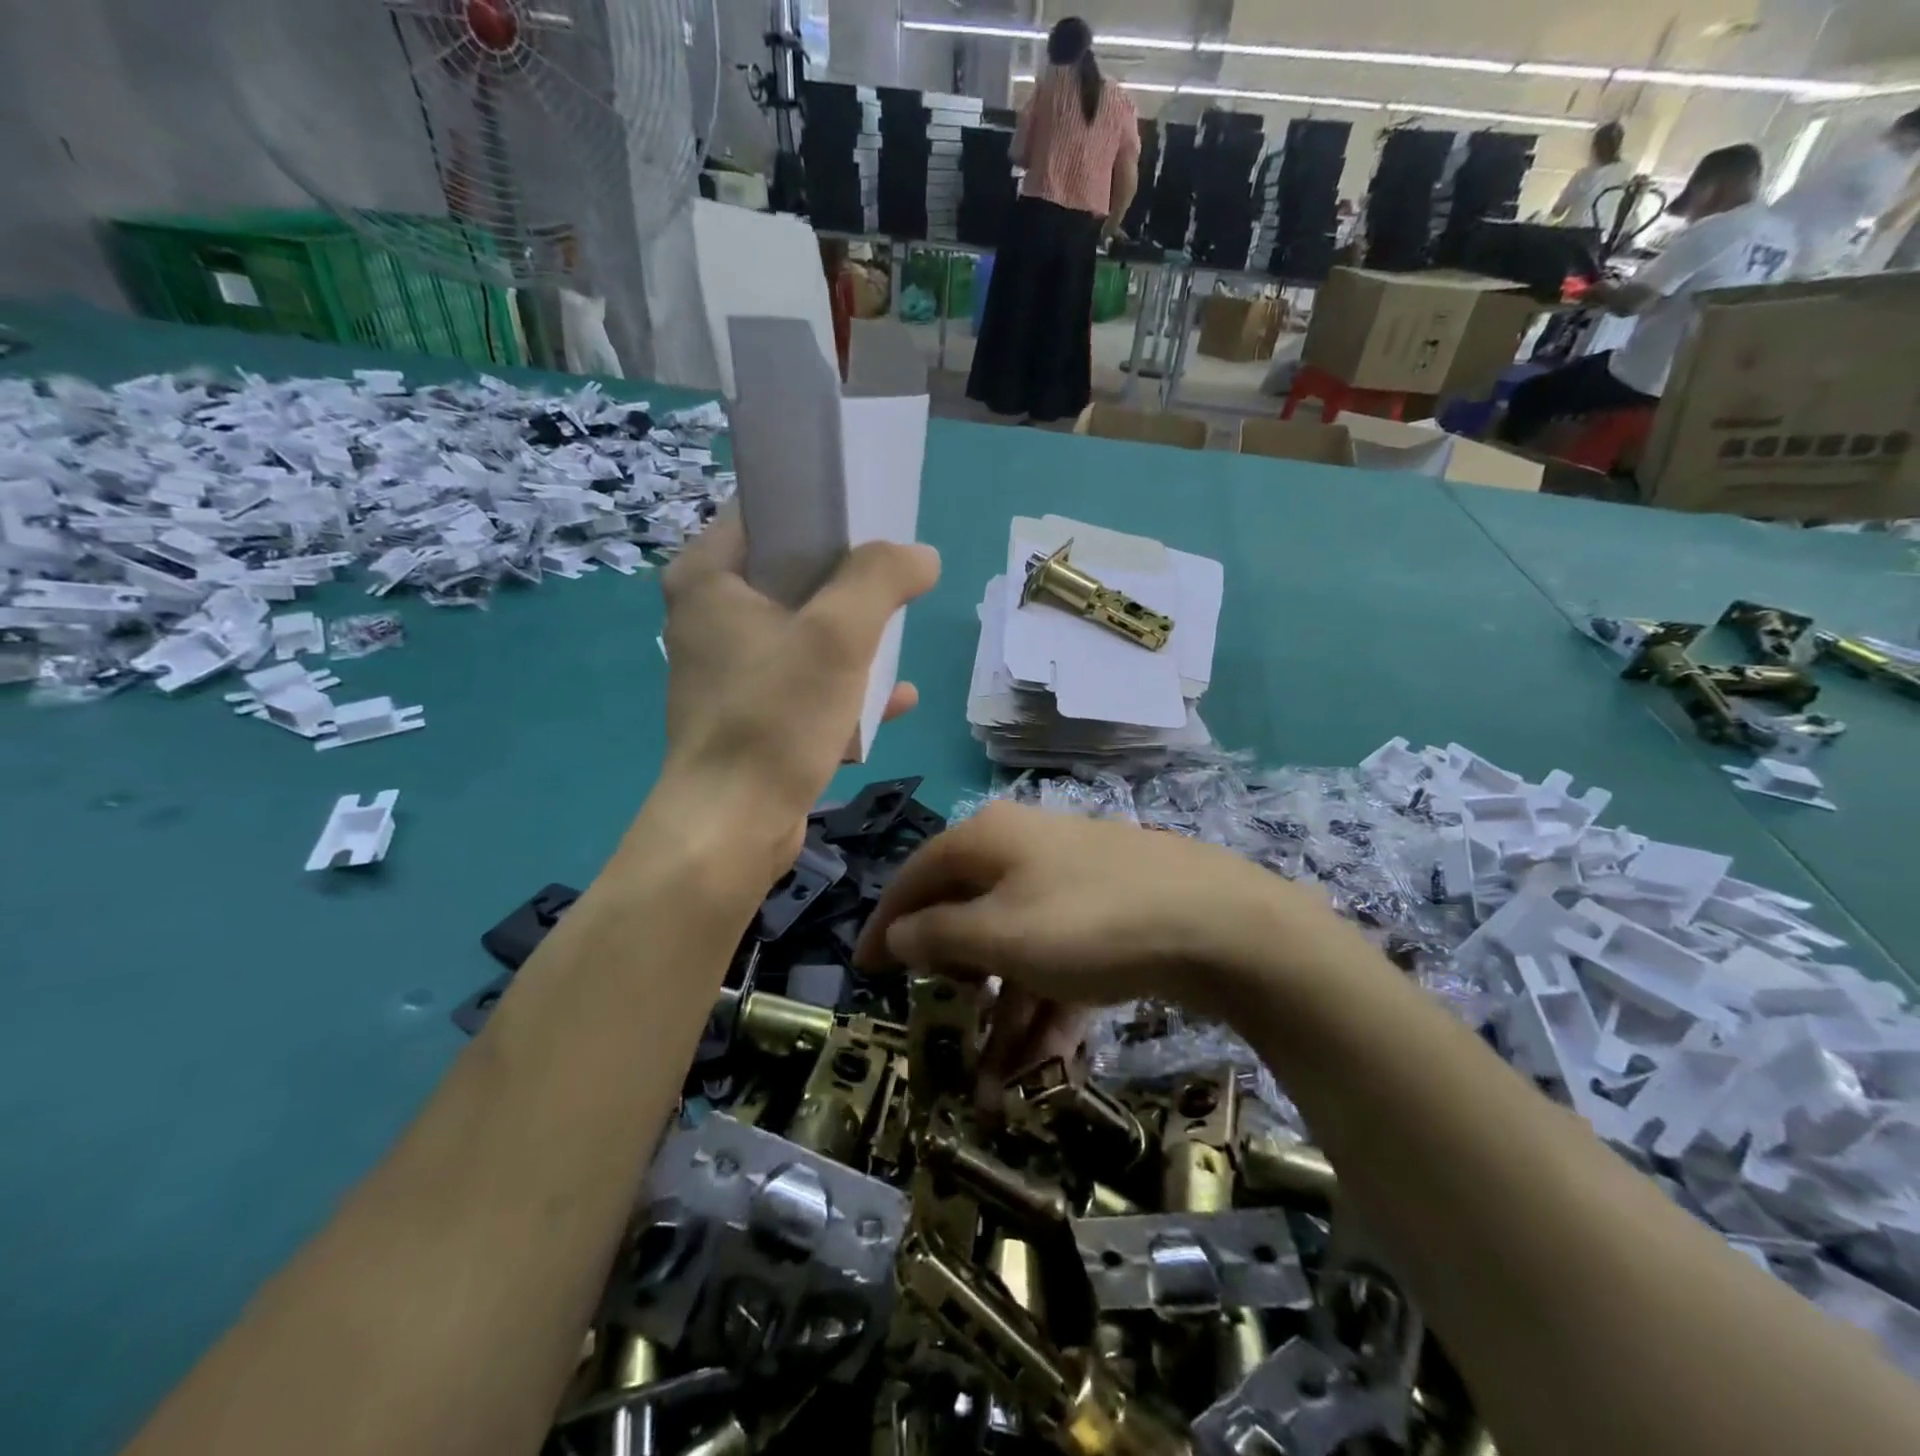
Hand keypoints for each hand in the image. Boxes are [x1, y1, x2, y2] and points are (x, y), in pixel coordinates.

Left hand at [659, 507, 939, 851]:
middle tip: (897, 580)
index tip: (875, 519)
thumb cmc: (775, 718)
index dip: (823, 508)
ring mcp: (728, 669)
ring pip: (802, 630)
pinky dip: (844, 686)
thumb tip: (921, 556)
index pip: (766, 512)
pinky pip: (804, 682)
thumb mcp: (838, 635)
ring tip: (899, 640)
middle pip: (790, 572)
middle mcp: (709, 616)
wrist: (733, 828)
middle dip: (849, 578)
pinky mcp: (748, 713)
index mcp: (708, 578)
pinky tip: (895, 701)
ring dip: (853, 637)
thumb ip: (881, 580)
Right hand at [855, 802, 1361, 1088]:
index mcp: (989, 840)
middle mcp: (1026, 850)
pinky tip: (1041, 1063)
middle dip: (954, 980)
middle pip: (968, 913)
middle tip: (940, 1023)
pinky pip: (1059, 961)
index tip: (864, 971)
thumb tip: (894, 934)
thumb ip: (936, 935)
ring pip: (1017, 948)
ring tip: (992, 1084)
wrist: (1219, 925)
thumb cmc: (1088, 924)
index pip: (917, 876)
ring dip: (1002, 1012)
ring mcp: (1071, 883)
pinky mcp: (1108, 917)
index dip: (886, 924)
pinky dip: (1046, 1007)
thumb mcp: (999, 935)